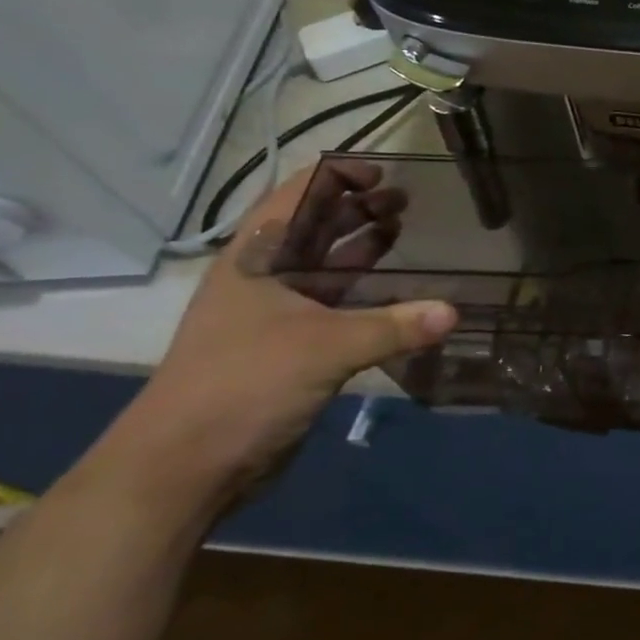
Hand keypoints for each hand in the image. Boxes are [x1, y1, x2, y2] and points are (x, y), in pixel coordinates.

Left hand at [102, 163, 457, 503]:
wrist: (185, 467)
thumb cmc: (243, 384)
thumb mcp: (324, 347)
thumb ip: (394, 326)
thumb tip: (454, 312)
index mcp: (255, 260)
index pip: (296, 198)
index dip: (336, 178)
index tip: (383, 172)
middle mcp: (263, 279)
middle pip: (313, 228)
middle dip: (357, 209)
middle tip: (407, 200)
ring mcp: (275, 314)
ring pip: (324, 267)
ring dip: (362, 247)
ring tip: (405, 230)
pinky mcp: (291, 348)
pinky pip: (336, 305)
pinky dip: (366, 292)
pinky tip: (399, 291)